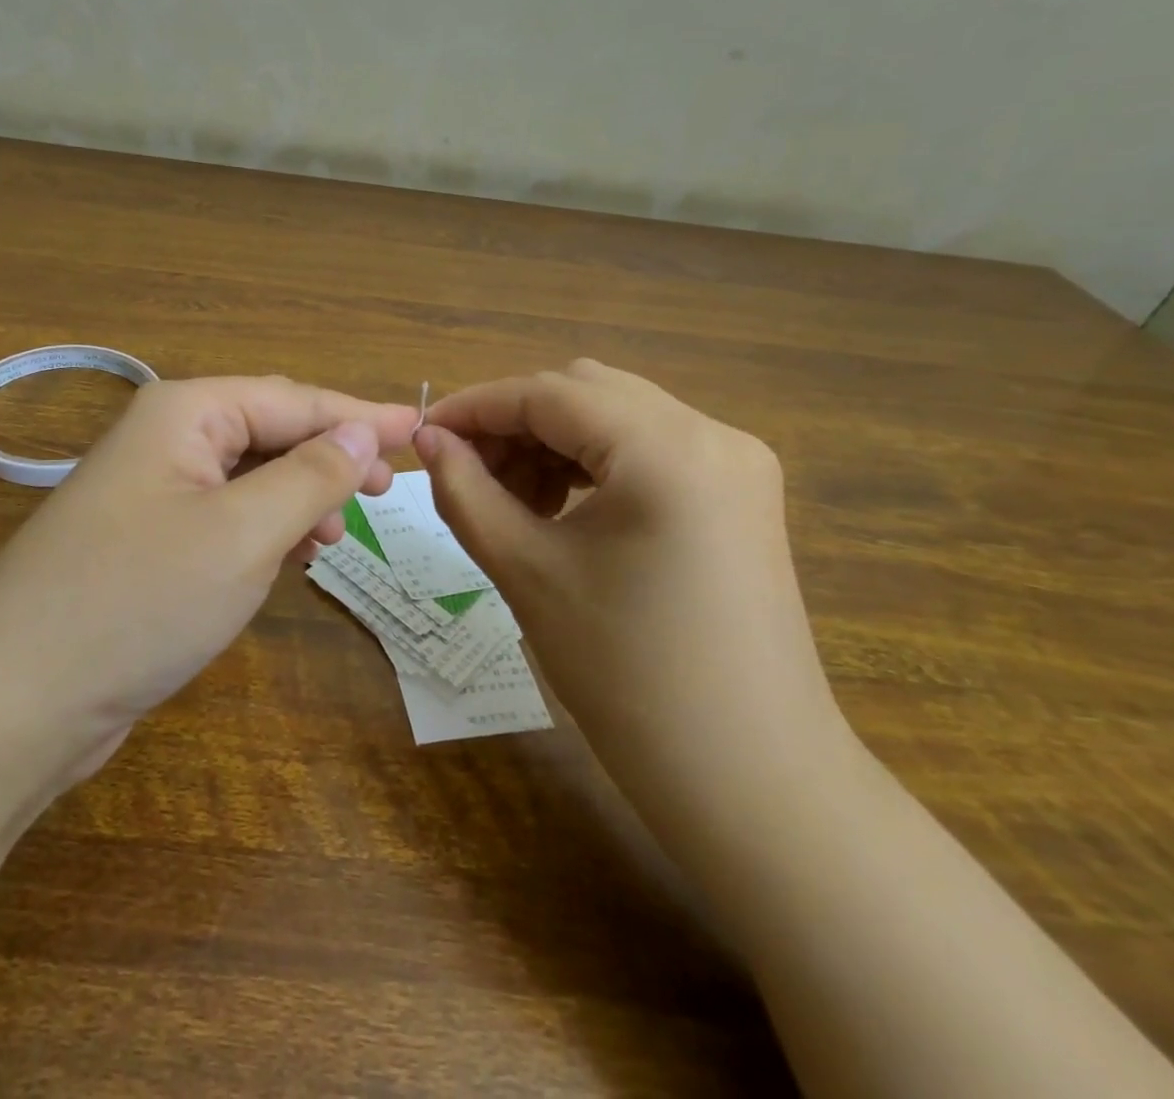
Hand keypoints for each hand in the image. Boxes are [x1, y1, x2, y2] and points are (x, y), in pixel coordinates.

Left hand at [0, 376, 420, 770]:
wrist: (14, 702)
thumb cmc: (139, 600)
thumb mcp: (243, 533)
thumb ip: (310, 475)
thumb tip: (361, 431)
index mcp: (184, 413)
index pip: (293, 399)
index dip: (359, 415)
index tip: (419, 430)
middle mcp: (165, 439)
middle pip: (270, 431)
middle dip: (330, 457)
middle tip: (386, 490)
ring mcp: (151, 493)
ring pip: (249, 477)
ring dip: (299, 497)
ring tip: (336, 535)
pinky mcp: (146, 543)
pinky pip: (225, 517)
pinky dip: (265, 530)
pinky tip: (289, 558)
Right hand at [415, 360, 850, 827]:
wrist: (750, 780)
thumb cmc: (627, 676)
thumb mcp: (527, 572)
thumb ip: (465, 492)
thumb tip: (427, 439)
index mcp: (666, 448)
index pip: (549, 393)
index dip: (476, 407)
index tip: (424, 434)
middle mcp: (712, 433)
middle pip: (585, 393)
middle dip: (514, 422)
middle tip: (464, 471)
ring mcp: (736, 462)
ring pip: (616, 416)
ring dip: (552, 441)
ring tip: (508, 497)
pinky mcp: (740, 494)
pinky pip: (648, 449)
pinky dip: (593, 462)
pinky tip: (559, 507)